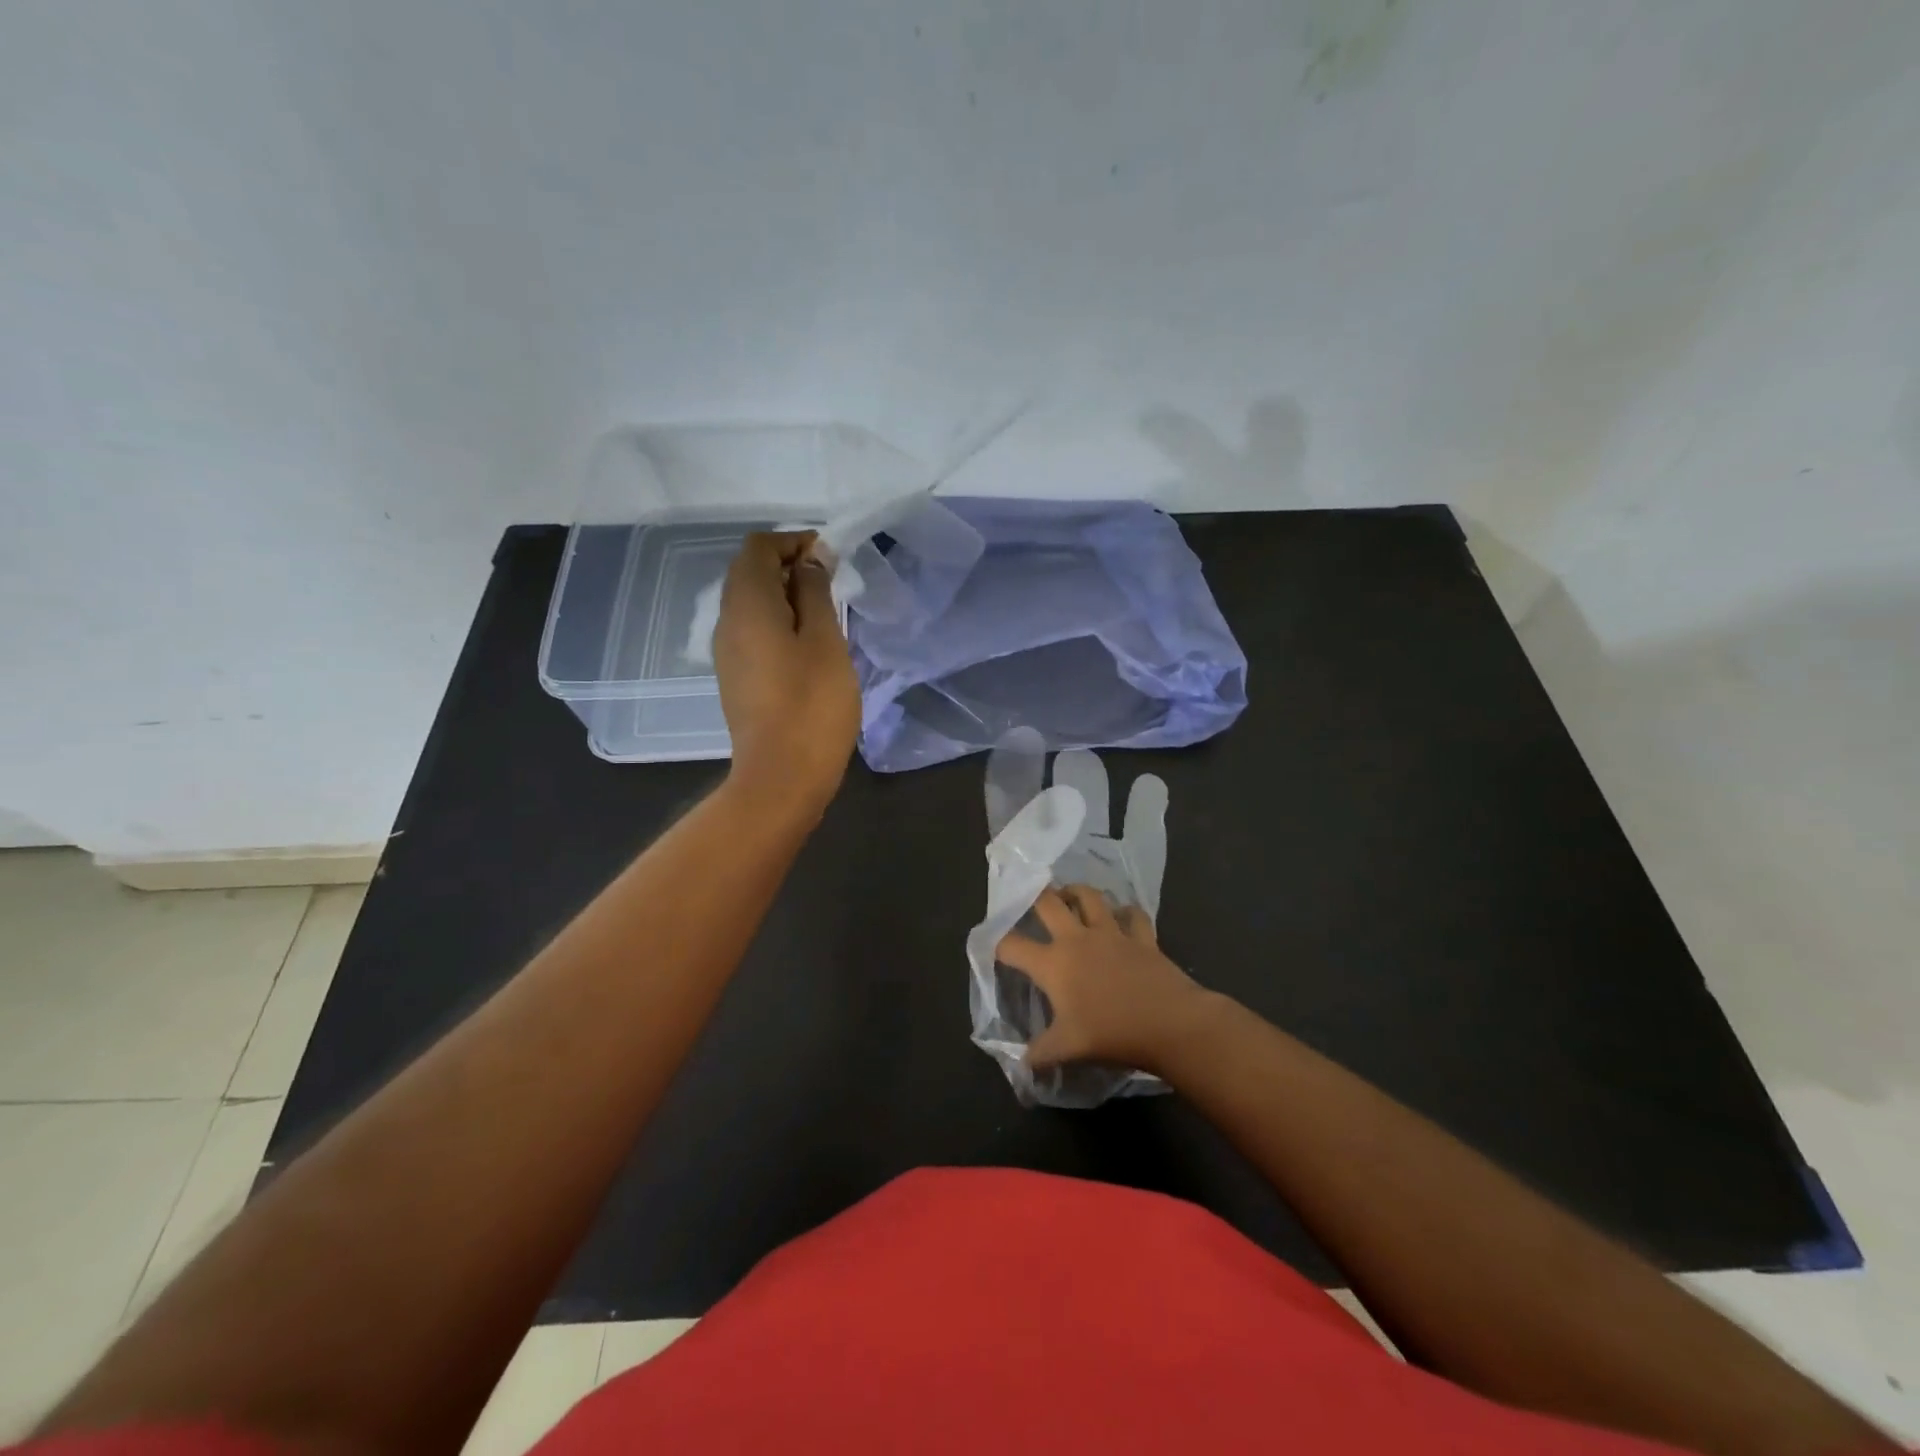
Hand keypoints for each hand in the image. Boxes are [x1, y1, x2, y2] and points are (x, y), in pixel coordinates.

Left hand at [713, 532, 860, 816]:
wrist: (781, 776)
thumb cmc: (811, 704)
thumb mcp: (824, 641)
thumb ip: (816, 592)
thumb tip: (811, 558)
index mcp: (747, 604)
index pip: (758, 547)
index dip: (792, 541)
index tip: (829, 557)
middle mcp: (727, 621)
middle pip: (749, 572)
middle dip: (789, 566)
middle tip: (832, 582)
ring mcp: (727, 652)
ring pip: (751, 603)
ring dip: (785, 596)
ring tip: (825, 612)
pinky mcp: (736, 677)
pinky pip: (752, 631)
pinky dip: (778, 622)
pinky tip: (808, 644)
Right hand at [995, 885, 1214, 1076]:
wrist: (1169, 1023)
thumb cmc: (1111, 1033)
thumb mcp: (1068, 1049)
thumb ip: (1040, 1053)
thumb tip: (1022, 1063)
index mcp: (1053, 963)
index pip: (1013, 946)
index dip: (999, 945)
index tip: (994, 947)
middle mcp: (1078, 939)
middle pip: (1048, 903)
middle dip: (1035, 896)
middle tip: (1031, 900)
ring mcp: (1112, 933)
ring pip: (1090, 897)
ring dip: (1077, 892)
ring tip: (1071, 896)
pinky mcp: (1142, 937)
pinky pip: (1133, 915)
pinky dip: (1127, 912)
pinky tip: (1124, 916)